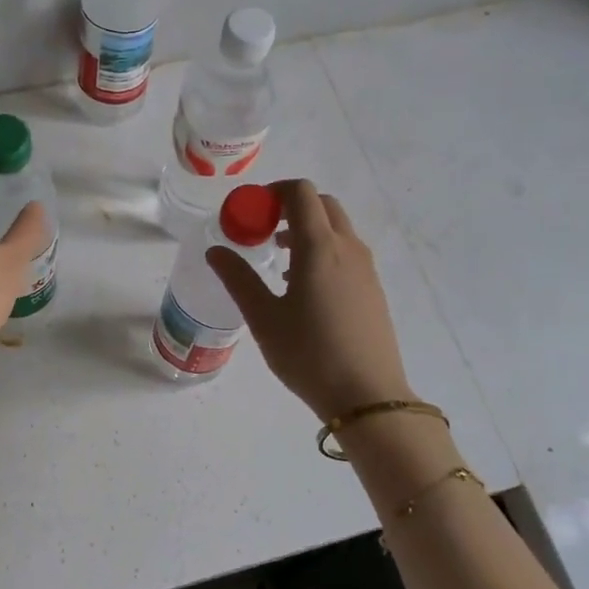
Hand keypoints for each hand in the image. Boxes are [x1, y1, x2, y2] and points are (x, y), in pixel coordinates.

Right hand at [207, 180, 413, 421]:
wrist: (367, 396)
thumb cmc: (309, 355)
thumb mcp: (264, 318)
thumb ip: (238, 279)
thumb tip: (215, 251)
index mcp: (319, 247)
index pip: (300, 193)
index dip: (272, 193)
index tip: (249, 213)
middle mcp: (347, 247)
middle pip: (322, 204)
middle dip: (290, 207)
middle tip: (262, 232)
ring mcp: (366, 268)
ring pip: (337, 228)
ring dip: (307, 229)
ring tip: (279, 261)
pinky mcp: (373, 288)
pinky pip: (346, 251)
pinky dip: (323, 250)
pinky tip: (303, 287)